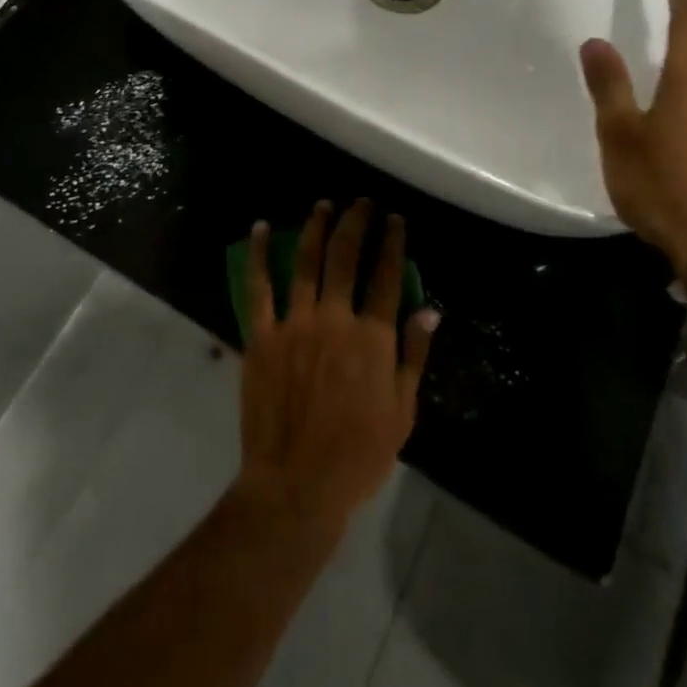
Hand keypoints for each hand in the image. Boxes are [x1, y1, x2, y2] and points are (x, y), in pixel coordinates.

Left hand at [236, 199, 438, 537]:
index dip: (392, 241)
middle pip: (346, 256)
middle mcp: (334, 319)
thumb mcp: (402, 412)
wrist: (296, 484)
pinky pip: (258, 286)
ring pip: (305, 261)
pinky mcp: (261, 334)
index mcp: (371, 338)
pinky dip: (258, 254)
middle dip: (356, 222)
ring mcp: (294, 323)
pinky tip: (259, 228)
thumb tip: (429, 310)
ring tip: (324, 204)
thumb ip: (413, 356)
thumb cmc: (357, 455)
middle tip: (362, 202)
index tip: (395, 219)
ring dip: (316, 227)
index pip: (386, 275)